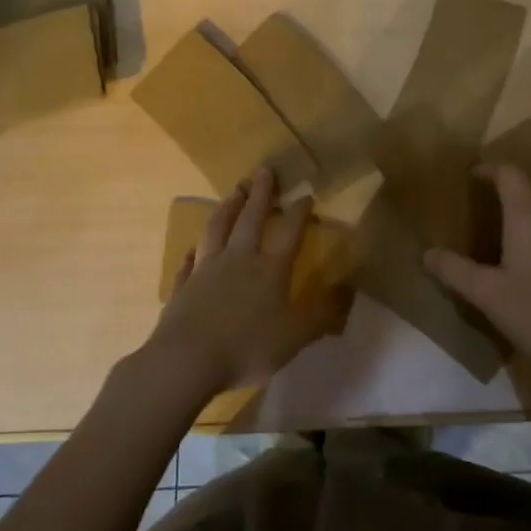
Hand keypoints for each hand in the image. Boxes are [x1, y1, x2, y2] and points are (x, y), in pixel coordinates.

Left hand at [148, 167, 349, 399]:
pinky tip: (193, 248)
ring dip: (227, 208)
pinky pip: (189, 263)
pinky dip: (193, 251)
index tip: (305, 193)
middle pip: (250, 219)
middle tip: (264, 170)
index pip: (288, 233)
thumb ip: (321, 315)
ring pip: (217, 230)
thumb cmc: (245, 347)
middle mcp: (238, 261)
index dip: (298, 213)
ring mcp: (206, 271)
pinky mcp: (182, 287)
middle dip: (260, 194)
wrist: (185, 361)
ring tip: (233, 191)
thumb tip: (348, 291)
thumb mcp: (294, 338)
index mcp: (269, 270)